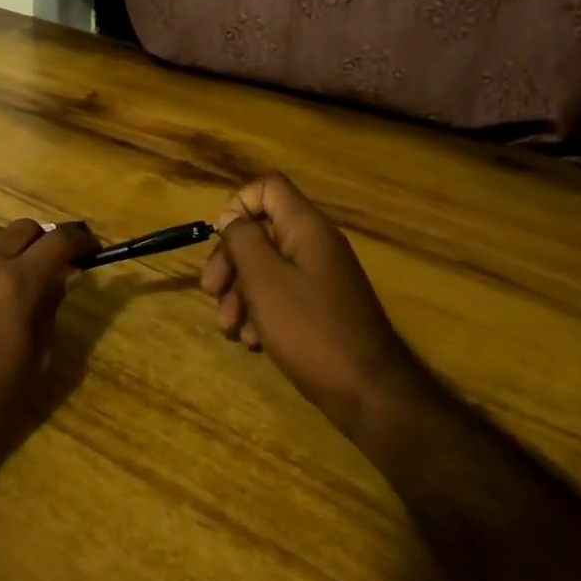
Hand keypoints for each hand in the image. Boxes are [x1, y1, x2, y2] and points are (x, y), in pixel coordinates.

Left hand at [0, 218, 97, 482]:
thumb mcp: (36, 359)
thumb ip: (51, 308)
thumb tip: (66, 275)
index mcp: (17, 282)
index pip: (58, 240)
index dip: (80, 240)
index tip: (93, 249)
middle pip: (24, 228)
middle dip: (47, 241)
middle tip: (59, 266)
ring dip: (14, 245)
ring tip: (22, 273)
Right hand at [199, 173, 425, 440]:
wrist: (368, 394)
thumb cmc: (310, 329)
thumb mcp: (264, 280)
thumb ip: (243, 239)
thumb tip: (232, 218)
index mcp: (306, 227)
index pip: (268, 187)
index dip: (238, 205)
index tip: (222, 241)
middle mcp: (315, 245)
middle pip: (261, 231)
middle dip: (230, 261)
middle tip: (211, 293)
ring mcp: (320, 277)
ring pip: (267, 268)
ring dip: (240, 294)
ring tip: (231, 329)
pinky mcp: (321, 308)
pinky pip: (282, 296)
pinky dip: (262, 313)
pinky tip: (253, 342)